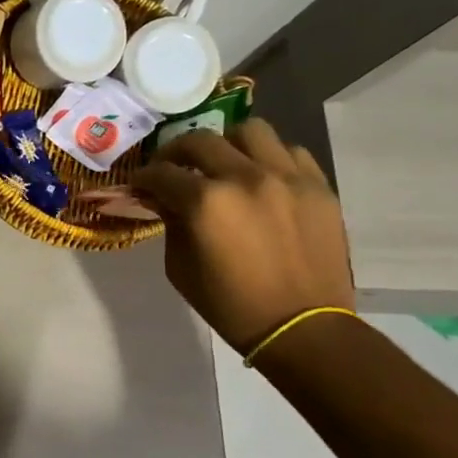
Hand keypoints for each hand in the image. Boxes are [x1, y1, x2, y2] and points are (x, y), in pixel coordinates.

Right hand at [80, 120, 353, 351]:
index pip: (162, 173)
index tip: (139, 184)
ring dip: (228, 143)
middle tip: (172, 167)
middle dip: (176, 151)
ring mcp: (287, 177)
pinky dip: (269, 158)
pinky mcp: (318, 185)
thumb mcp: (179, 268)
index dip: (143, 177)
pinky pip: (290, 151)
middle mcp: (245, 177)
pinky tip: (261, 178)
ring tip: (223, 163)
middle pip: (200, 140)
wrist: (301, 326)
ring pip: (250, 131)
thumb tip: (167, 200)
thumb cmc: (230, 304)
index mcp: (205, 202)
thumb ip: (172, 224)